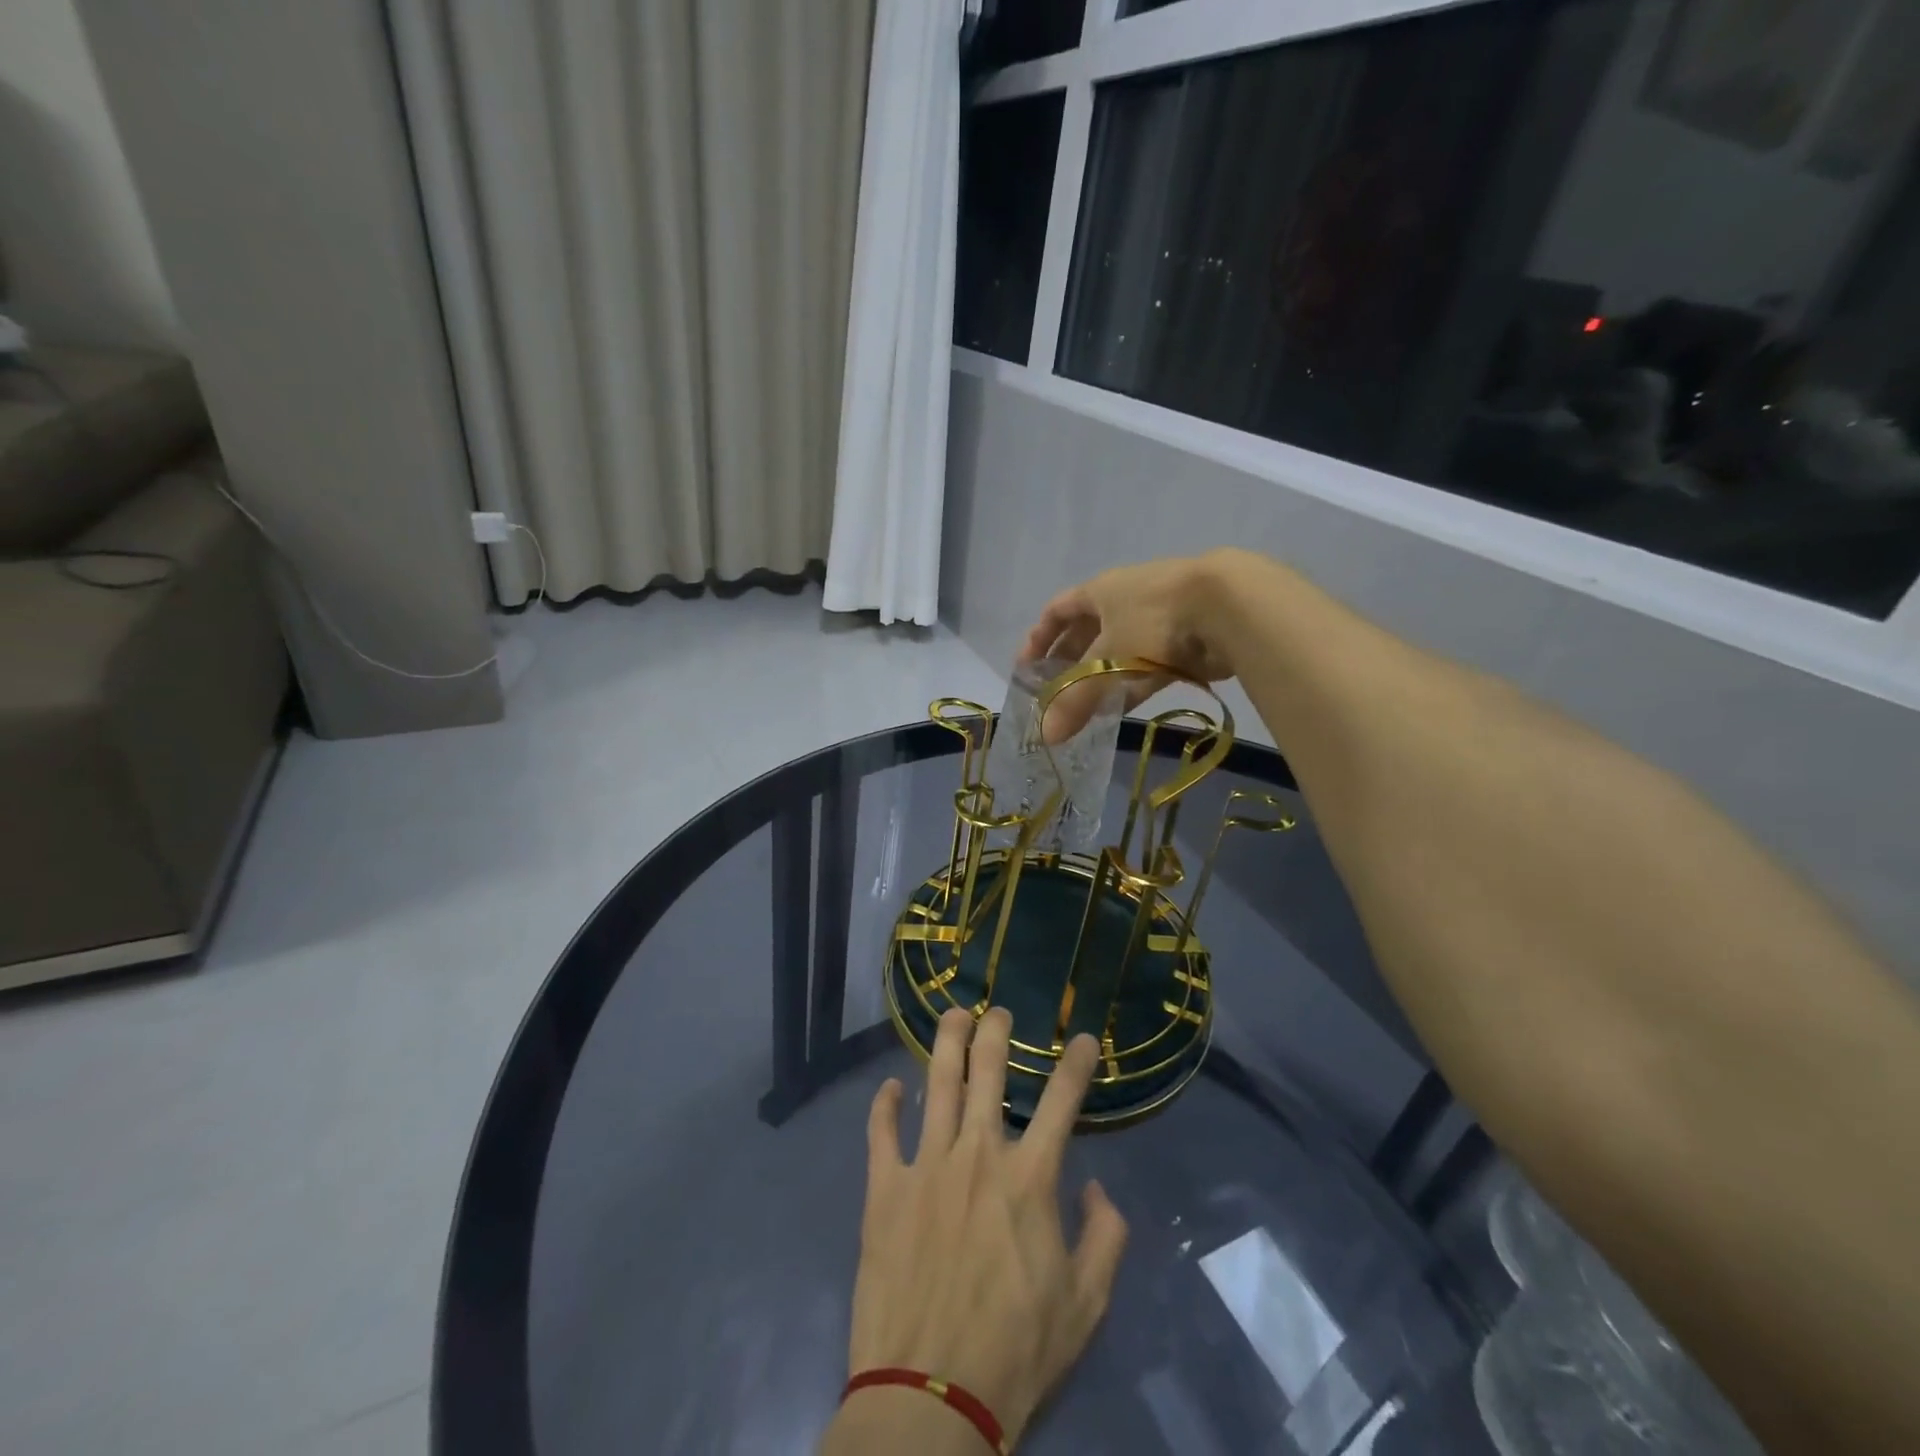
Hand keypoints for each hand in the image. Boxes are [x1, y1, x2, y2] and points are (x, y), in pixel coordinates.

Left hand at [842, 1008, 1127, 1449]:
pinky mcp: (885, 1189)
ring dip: (946, 1042)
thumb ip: (1105, 1238)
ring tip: (953, 1014)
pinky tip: (890, 1086)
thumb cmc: (1015, 1352)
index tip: (1084, 1037)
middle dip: (996, 1032)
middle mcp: (977, 1155)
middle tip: (998, 1010)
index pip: (1062, 1101)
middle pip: (988, 1072)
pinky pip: (881, 1132)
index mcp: (1029, 1178)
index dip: (1077, 1063)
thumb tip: (1097, 1188)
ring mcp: (926, 1166)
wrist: (930, 1397)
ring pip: (936, 1083)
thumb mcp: (1086, 1305)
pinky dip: (884, 1104)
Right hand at [1020, 552, 1243, 741]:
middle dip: (1068, 662)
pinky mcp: (1183, 641)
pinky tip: (1119, 710)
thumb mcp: (1106, 661)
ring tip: (1082, 709)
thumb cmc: (1152, 620)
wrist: (1228, 607)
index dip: (1038, 638)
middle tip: (1053, 693)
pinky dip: (1130, 686)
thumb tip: (1045, 736)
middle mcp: (1124, 600)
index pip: (1057, 610)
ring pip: (1118, 651)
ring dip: (1099, 678)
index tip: (1025, 669)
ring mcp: (1156, 620)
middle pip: (1086, 632)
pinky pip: (1147, 666)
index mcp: (1099, 592)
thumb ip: (1075, 700)